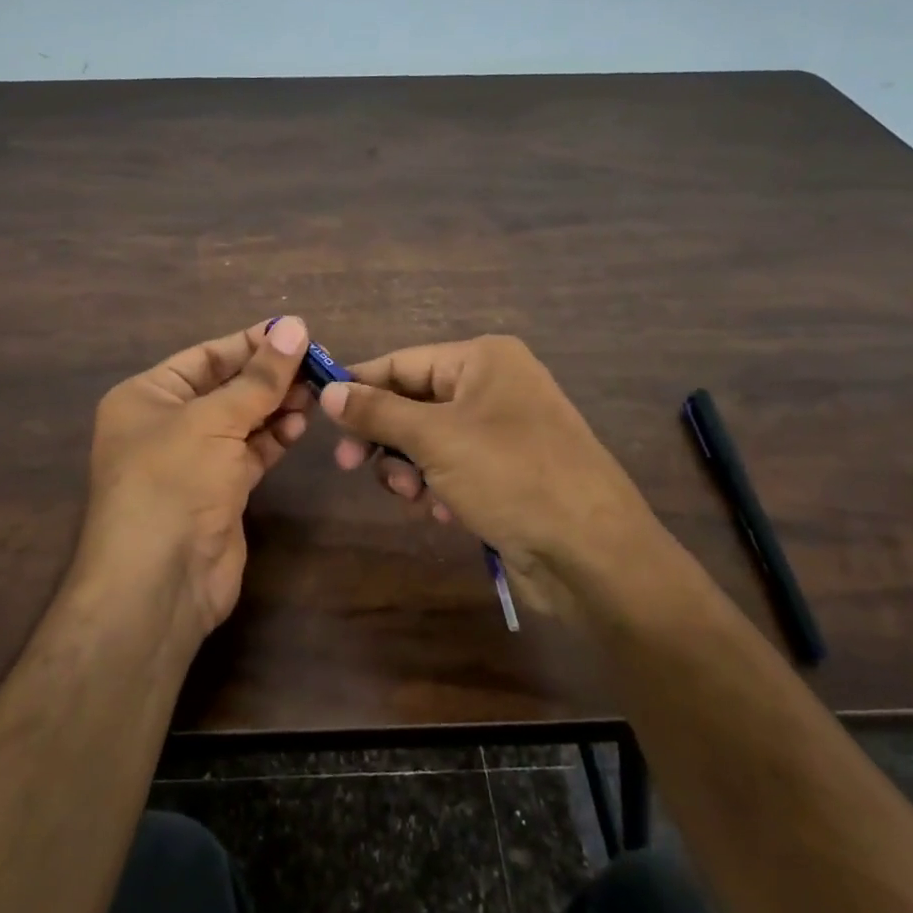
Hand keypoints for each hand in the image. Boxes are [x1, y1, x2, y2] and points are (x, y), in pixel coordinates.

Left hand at [80, 317, 313, 641]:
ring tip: (315, 391)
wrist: (159, 581)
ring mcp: (193, 460)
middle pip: (225, 387)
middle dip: (269, 375)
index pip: (205, 356)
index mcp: (146, 396)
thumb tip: (295, 326)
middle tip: (317, 362)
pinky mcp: (219, 491)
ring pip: (242, 420)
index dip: (250, 343)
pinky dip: (275, 436)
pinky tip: (300, 423)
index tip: (297, 331)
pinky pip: (251, 451)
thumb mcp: (214, 419)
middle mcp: (166, 424)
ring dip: (276, 405)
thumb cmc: (173, 481)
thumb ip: (259, 377)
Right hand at [319, 335, 660, 617]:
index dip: (360, 385)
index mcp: (484, 360)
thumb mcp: (435, 438)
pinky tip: (446, 513)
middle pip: (413, 403)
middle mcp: (494, 387)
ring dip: (411, 469)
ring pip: (428, 441)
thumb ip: (378, 412)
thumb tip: (329, 390)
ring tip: (414, 496)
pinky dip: (440, 488)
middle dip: (386, 438)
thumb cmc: (511, 475)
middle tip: (350, 466)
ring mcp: (503, 432)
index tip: (320, 412)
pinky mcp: (507, 473)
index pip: (403, 362)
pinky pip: (453, 469)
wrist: (592, 553)